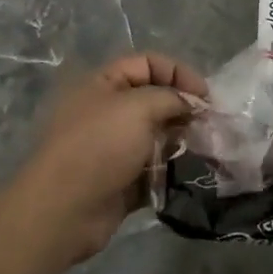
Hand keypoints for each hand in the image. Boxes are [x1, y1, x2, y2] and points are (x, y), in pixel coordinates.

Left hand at [11, 52, 207, 265]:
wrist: (64, 210)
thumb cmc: (99, 146)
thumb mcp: (138, 107)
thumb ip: (171, 97)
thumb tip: (191, 104)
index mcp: (102, 84)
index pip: (147, 64)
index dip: (178, 73)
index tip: (206, 96)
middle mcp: (106, 111)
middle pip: (154, 99)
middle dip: (183, 108)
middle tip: (208, 124)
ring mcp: (113, 147)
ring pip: (156, 135)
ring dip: (180, 139)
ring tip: (202, 149)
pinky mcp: (121, 180)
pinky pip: (153, 167)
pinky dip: (171, 169)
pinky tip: (189, 172)